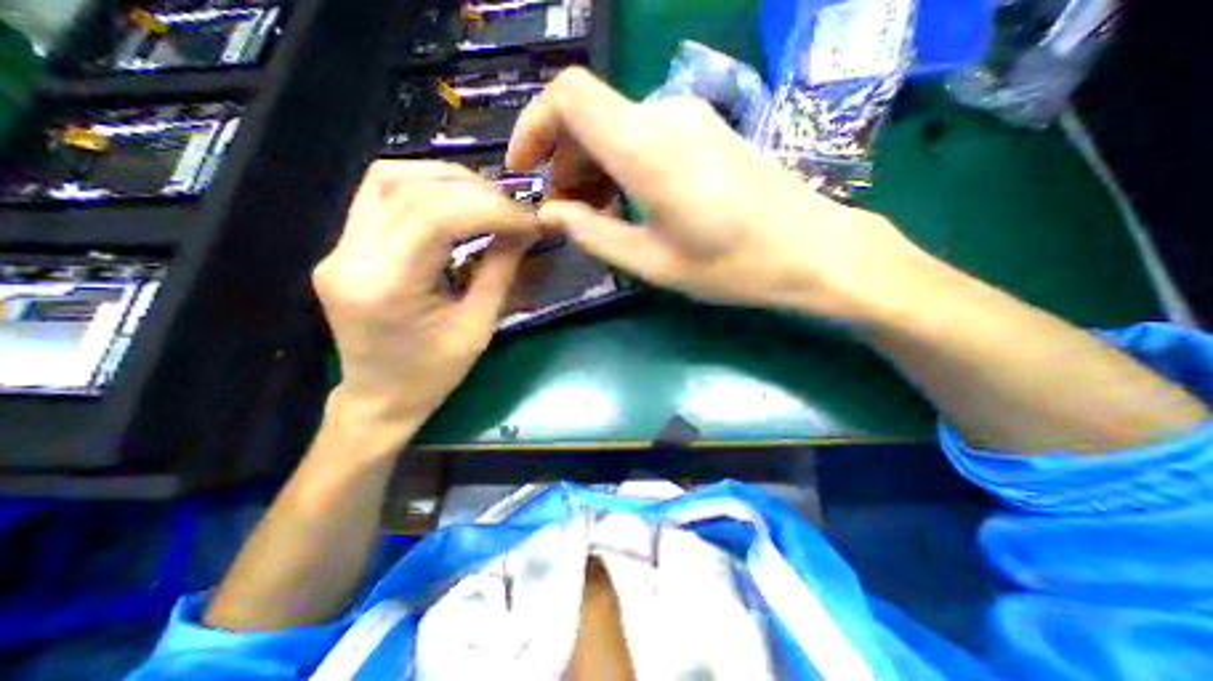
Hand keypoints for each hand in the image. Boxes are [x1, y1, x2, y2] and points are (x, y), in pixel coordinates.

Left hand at [315, 162, 537, 439]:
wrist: (379, 397)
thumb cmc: (433, 375)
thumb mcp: (478, 327)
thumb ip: (500, 271)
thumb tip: (524, 230)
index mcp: (386, 288)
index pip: (435, 216)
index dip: (490, 208)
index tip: (529, 219)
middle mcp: (350, 258)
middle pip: (407, 188)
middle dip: (473, 189)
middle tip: (514, 207)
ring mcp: (339, 248)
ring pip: (388, 178)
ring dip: (447, 179)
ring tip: (489, 198)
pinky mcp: (344, 246)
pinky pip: (381, 194)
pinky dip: (426, 187)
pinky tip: (457, 201)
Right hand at [502, 67, 929, 320]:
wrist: (810, 249)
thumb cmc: (732, 264)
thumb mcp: (652, 261)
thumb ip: (593, 234)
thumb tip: (552, 214)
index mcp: (646, 147)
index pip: (568, 96)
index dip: (534, 125)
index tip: (523, 169)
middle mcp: (665, 116)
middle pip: (590, 119)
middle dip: (564, 163)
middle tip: (565, 214)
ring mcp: (690, 118)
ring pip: (616, 129)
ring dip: (593, 168)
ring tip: (594, 215)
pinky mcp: (706, 130)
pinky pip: (644, 136)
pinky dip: (621, 165)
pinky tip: (626, 202)